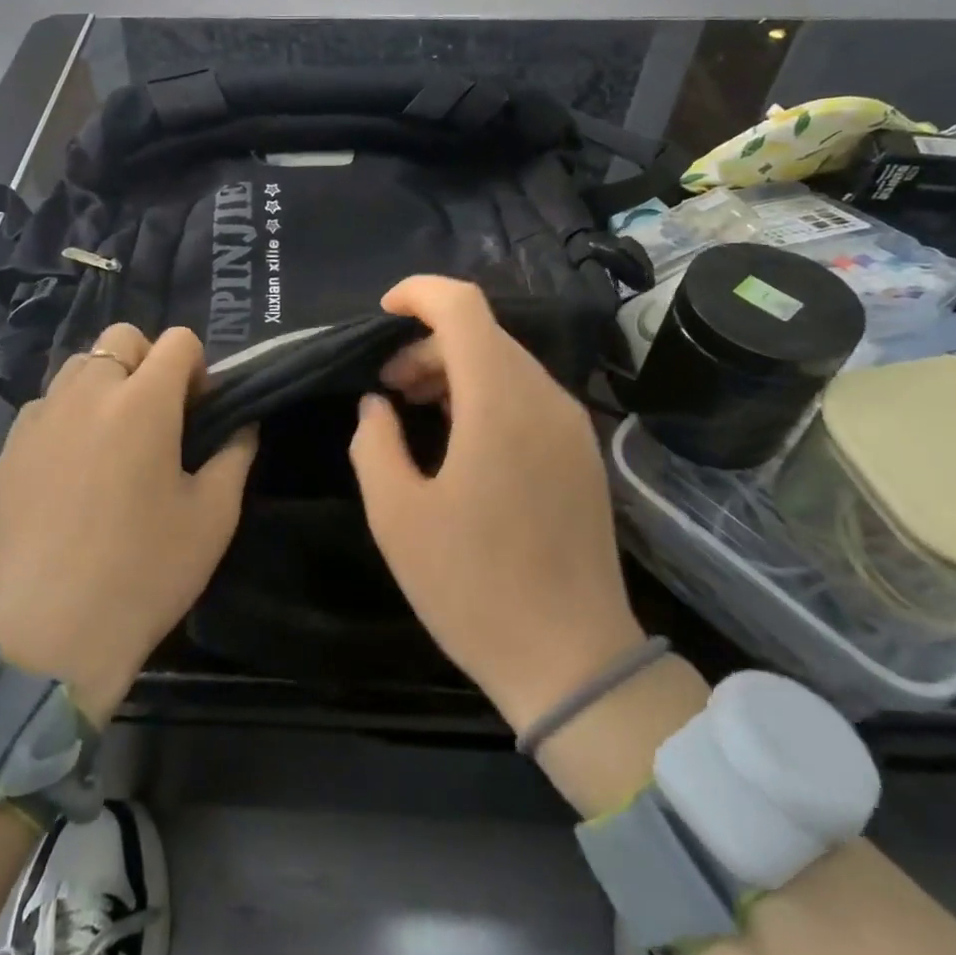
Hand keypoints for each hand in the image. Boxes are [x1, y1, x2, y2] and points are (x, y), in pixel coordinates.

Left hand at [0, 323, 256, 721]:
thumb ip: (235, 454)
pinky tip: (74, 467)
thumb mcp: (213, 515)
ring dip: (106, 383)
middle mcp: (87, 394)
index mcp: (143, 403)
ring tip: (114, 438)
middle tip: (159, 417)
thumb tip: (241, 425)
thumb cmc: (147, 570)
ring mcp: (40, 418)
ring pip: (78, 366)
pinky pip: (45, 405)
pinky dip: (68, 415)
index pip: (177, 341)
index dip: (197, 367)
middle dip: (148, 361)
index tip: (199, 410)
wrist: (55, 631)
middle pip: (121, 337)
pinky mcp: (10, 448)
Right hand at [348, 278, 646, 731]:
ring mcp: (571, 427)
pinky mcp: (581, 456)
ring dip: (454, 371)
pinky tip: (458, 439)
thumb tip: (378, 405)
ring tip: (414, 411)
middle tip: (386, 389)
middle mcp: (545, 400)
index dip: (418, 294)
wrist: (573, 660)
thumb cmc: (474, 588)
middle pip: (483, 335)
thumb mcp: (397, 517)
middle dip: (426, 345)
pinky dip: (484, 396)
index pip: (463, 307)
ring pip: (506, 365)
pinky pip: (526, 398)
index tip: (381, 315)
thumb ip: (374, 443)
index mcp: (499, 403)